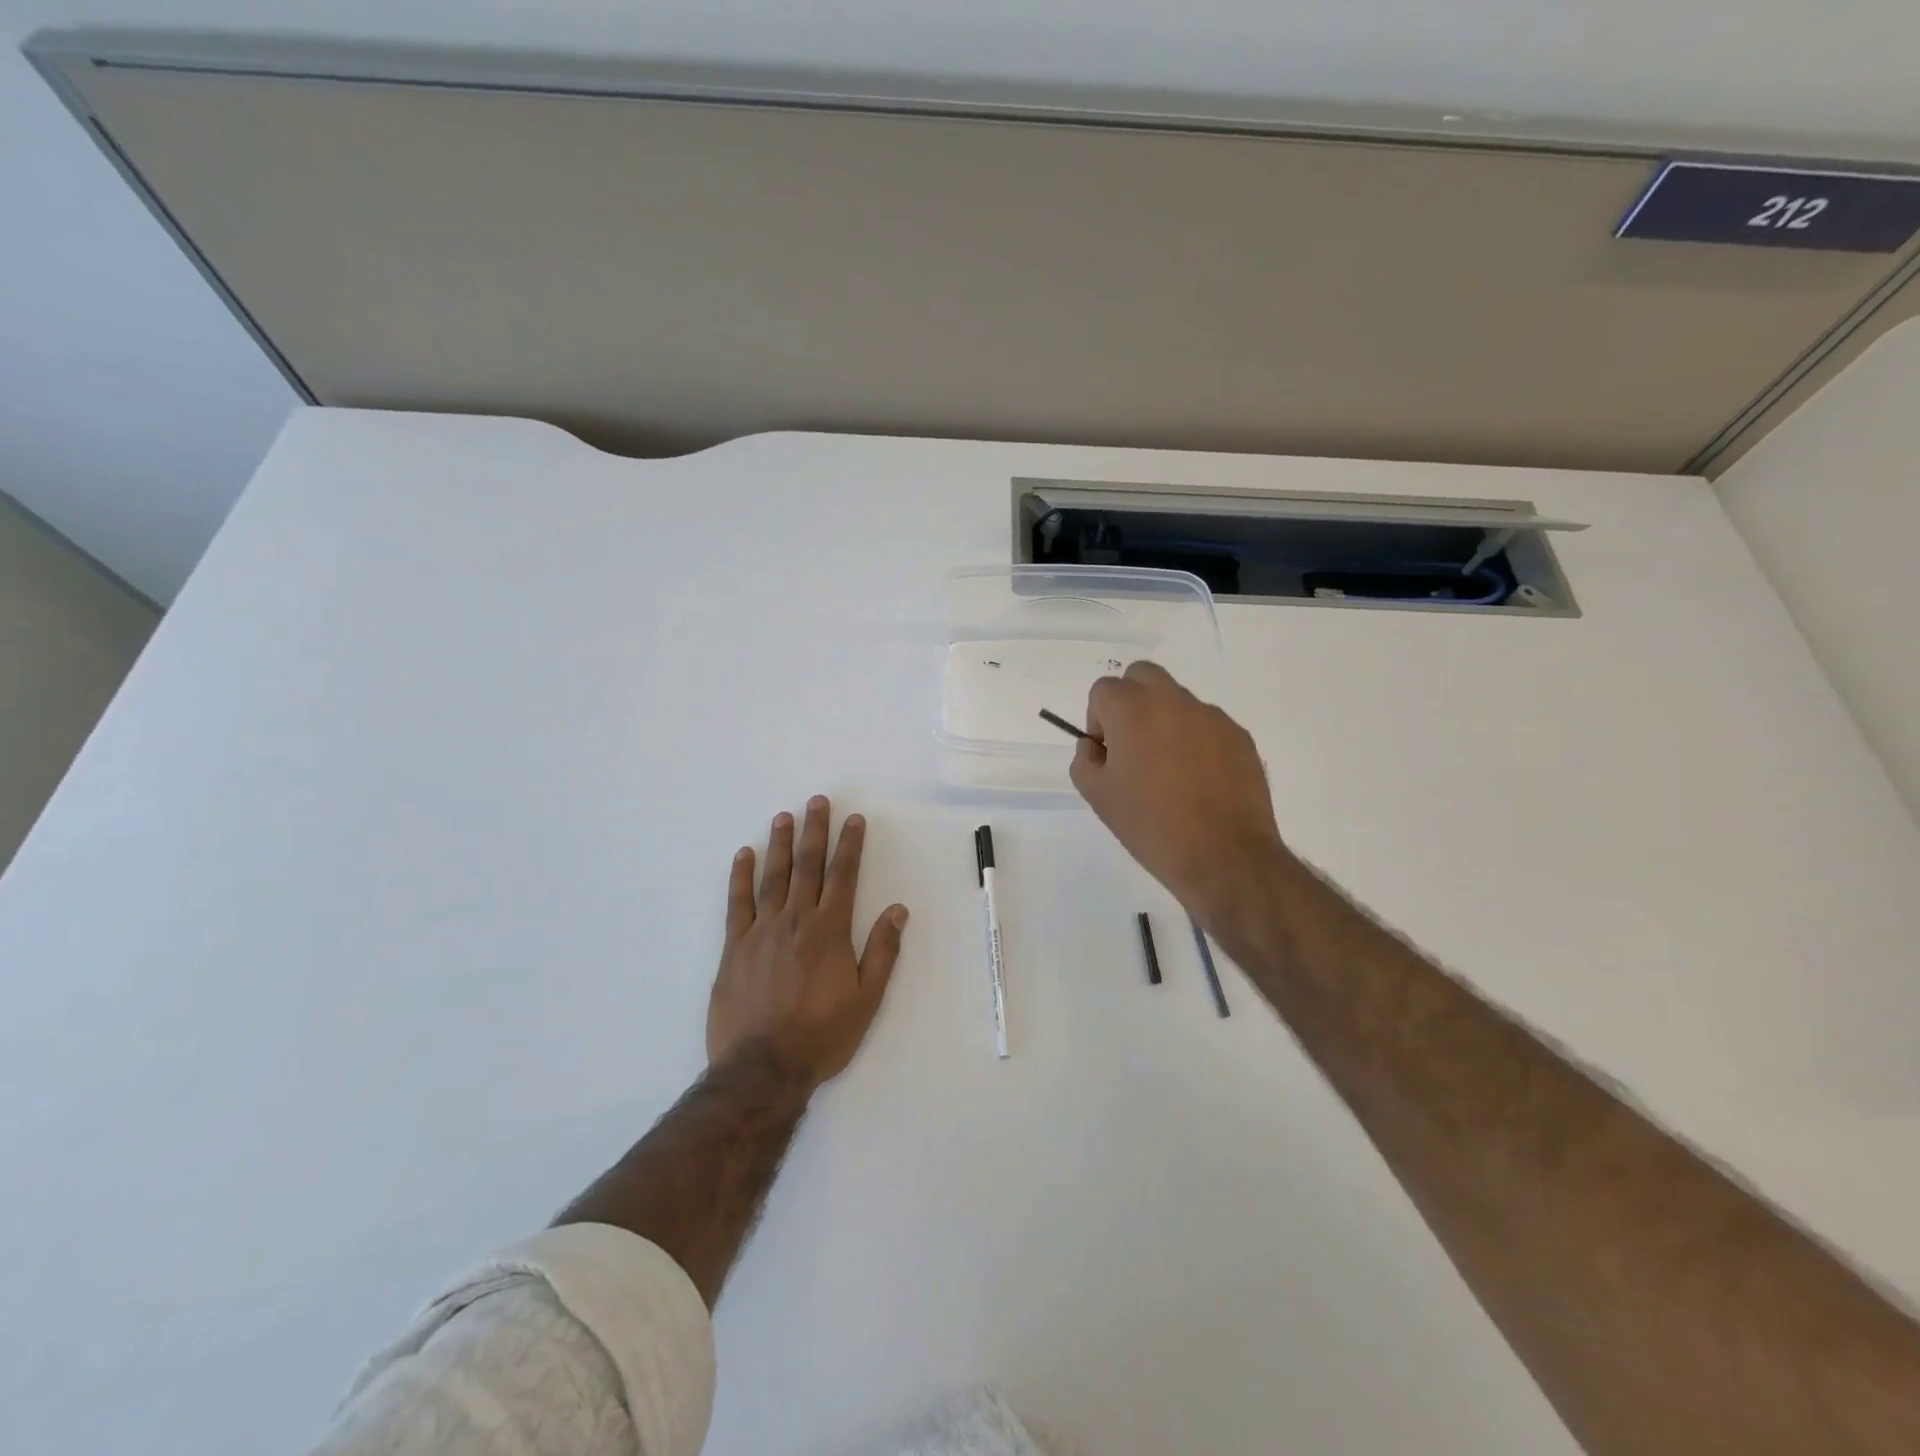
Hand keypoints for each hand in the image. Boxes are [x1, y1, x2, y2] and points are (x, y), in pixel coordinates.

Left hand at [707, 796, 908, 1088]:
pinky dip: (741, 877)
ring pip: (773, 877)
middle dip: (815, 832)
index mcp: (830, 931)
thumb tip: (898, 910)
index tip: (853, 819)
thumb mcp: (866, 999)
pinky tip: (744, 855)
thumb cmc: (821, 1035)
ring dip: (780, 844)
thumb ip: (882, 951)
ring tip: (784, 816)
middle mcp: (796, 921)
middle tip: (817, 801)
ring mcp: (761, 931)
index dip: (849, 846)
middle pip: (807, 867)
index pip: (843, 877)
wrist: (763, 1067)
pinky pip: (738, 903)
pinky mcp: (735, 947)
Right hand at [1070, 661, 1288, 925]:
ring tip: (1170, 771)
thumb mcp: (1098, 796)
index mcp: (1133, 710)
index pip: (1103, 689)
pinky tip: (1199, 782)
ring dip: (1165, 720)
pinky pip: (1207, 725)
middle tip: (1132, 745)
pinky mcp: (1239, 736)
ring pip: (1177, 700)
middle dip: (1130, 700)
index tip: (1107, 752)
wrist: (1223, 856)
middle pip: (1142, 675)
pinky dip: (1196, 740)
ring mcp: (1212, 716)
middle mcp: (1173, 701)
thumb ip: (1085, 759)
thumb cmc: (1150, 825)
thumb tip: (1095, 745)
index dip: (1098, 719)